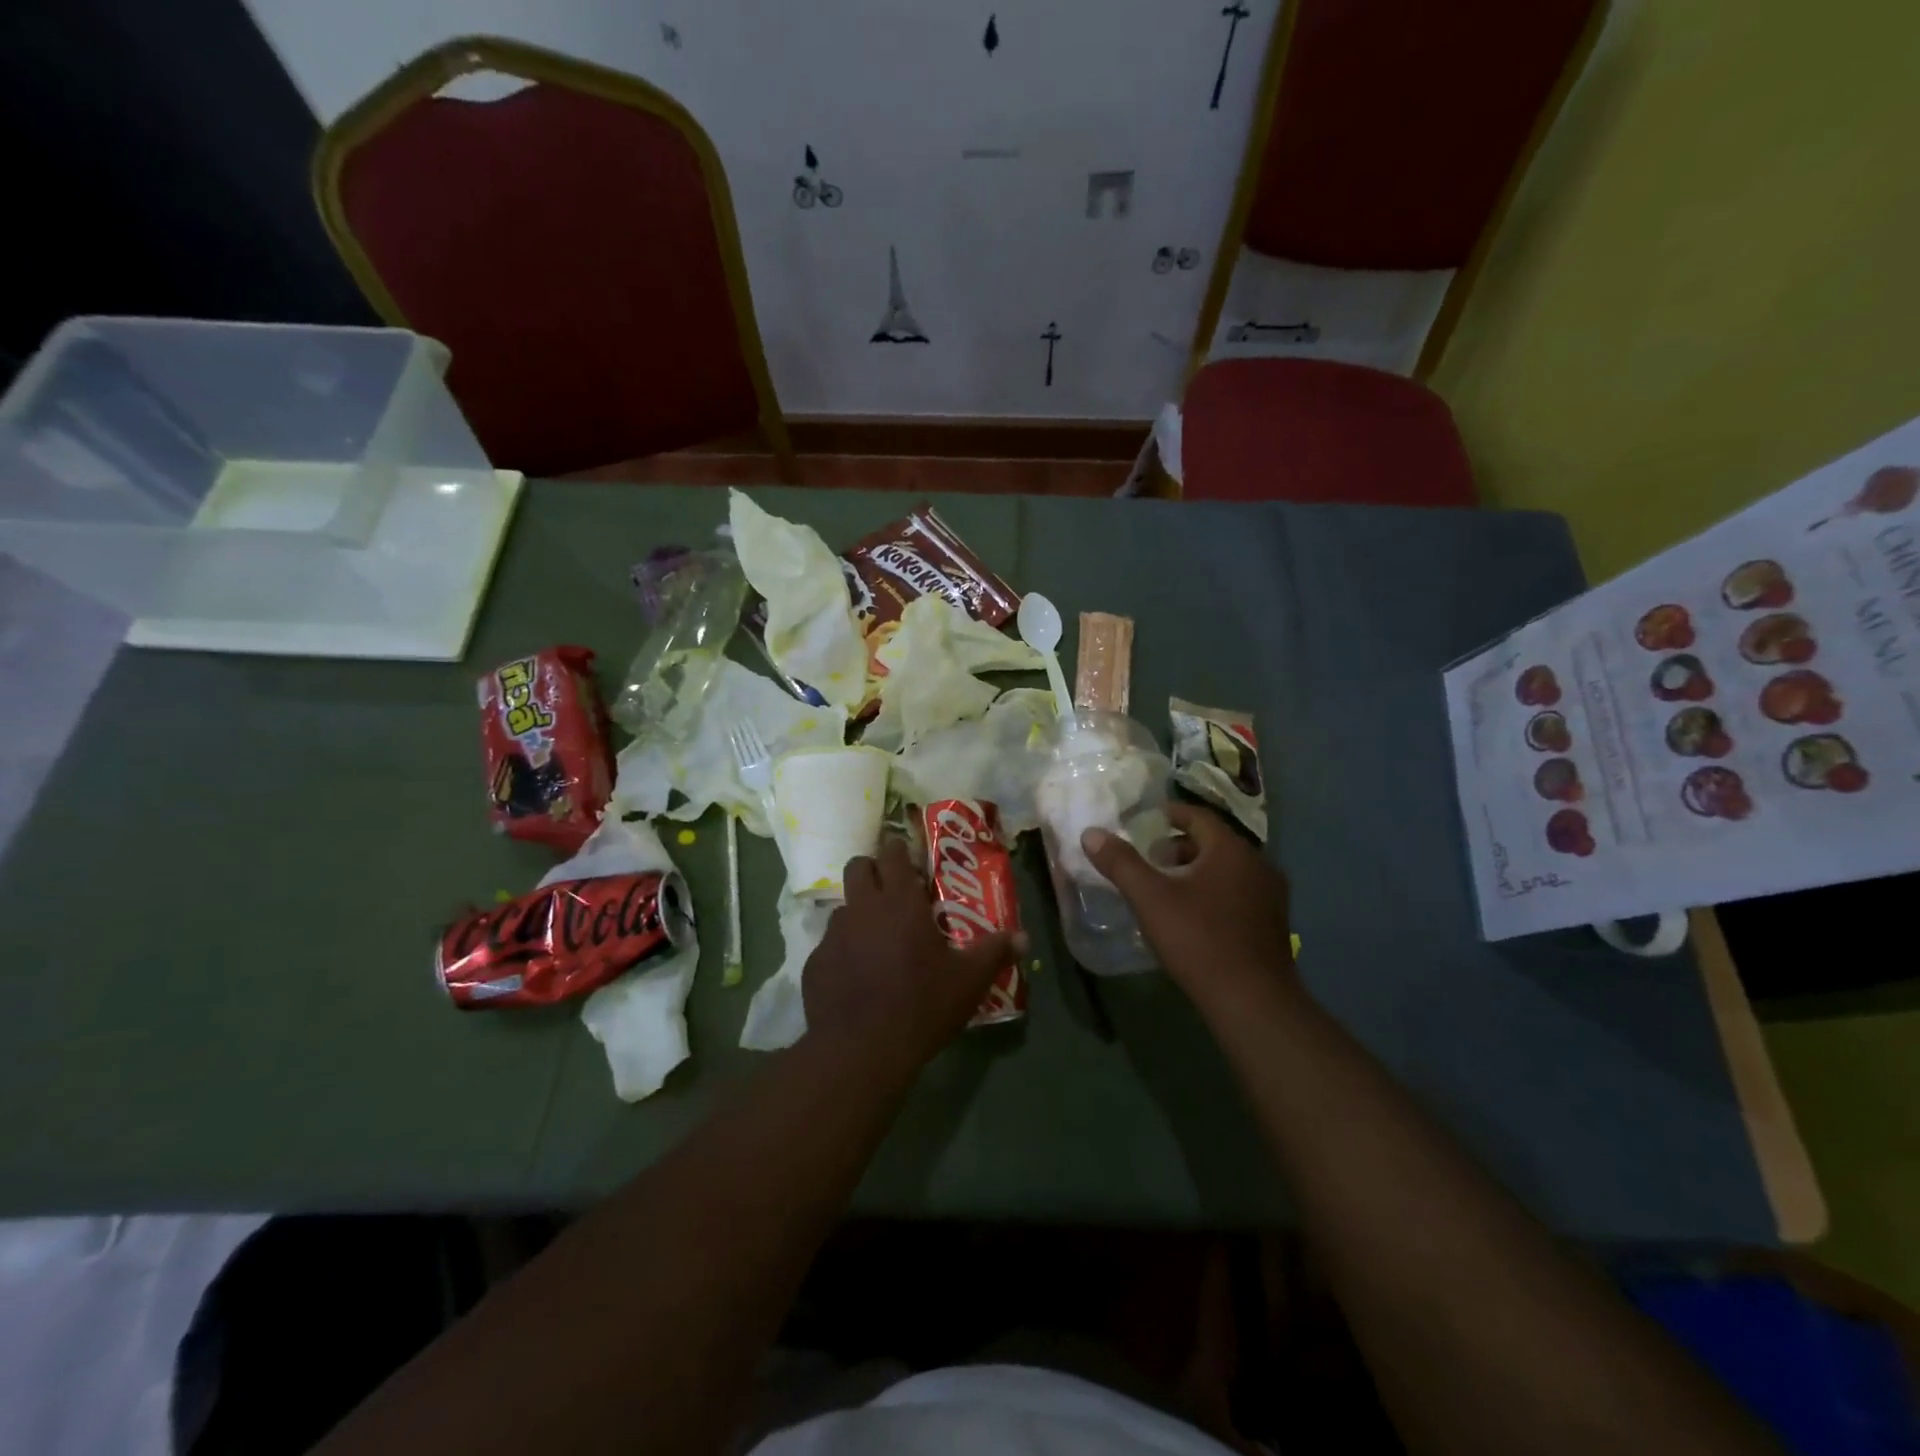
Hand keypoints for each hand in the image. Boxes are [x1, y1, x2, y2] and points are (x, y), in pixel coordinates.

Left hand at [803, 836, 1021, 1071]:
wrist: (862, 1051)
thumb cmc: (922, 1006)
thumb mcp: (969, 981)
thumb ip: (995, 952)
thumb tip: (1024, 938)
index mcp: (900, 902)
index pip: (892, 852)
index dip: (899, 850)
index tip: (909, 861)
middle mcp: (863, 908)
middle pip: (857, 867)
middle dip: (872, 871)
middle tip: (891, 893)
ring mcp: (833, 935)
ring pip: (843, 907)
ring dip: (858, 913)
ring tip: (876, 941)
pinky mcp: (814, 964)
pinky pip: (829, 945)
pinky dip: (843, 952)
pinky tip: (857, 979)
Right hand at [1082, 802, 1294, 1011]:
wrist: (1253, 1001)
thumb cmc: (1199, 940)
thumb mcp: (1150, 899)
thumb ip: (1120, 863)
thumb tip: (1091, 833)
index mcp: (1231, 849)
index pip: (1198, 816)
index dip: (1170, 814)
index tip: (1147, 819)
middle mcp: (1258, 864)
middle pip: (1214, 843)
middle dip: (1180, 846)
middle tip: (1150, 859)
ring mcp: (1271, 895)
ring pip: (1228, 869)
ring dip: (1198, 871)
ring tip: (1167, 889)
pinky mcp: (1274, 924)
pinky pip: (1239, 893)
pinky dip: (1215, 892)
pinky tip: (1194, 917)